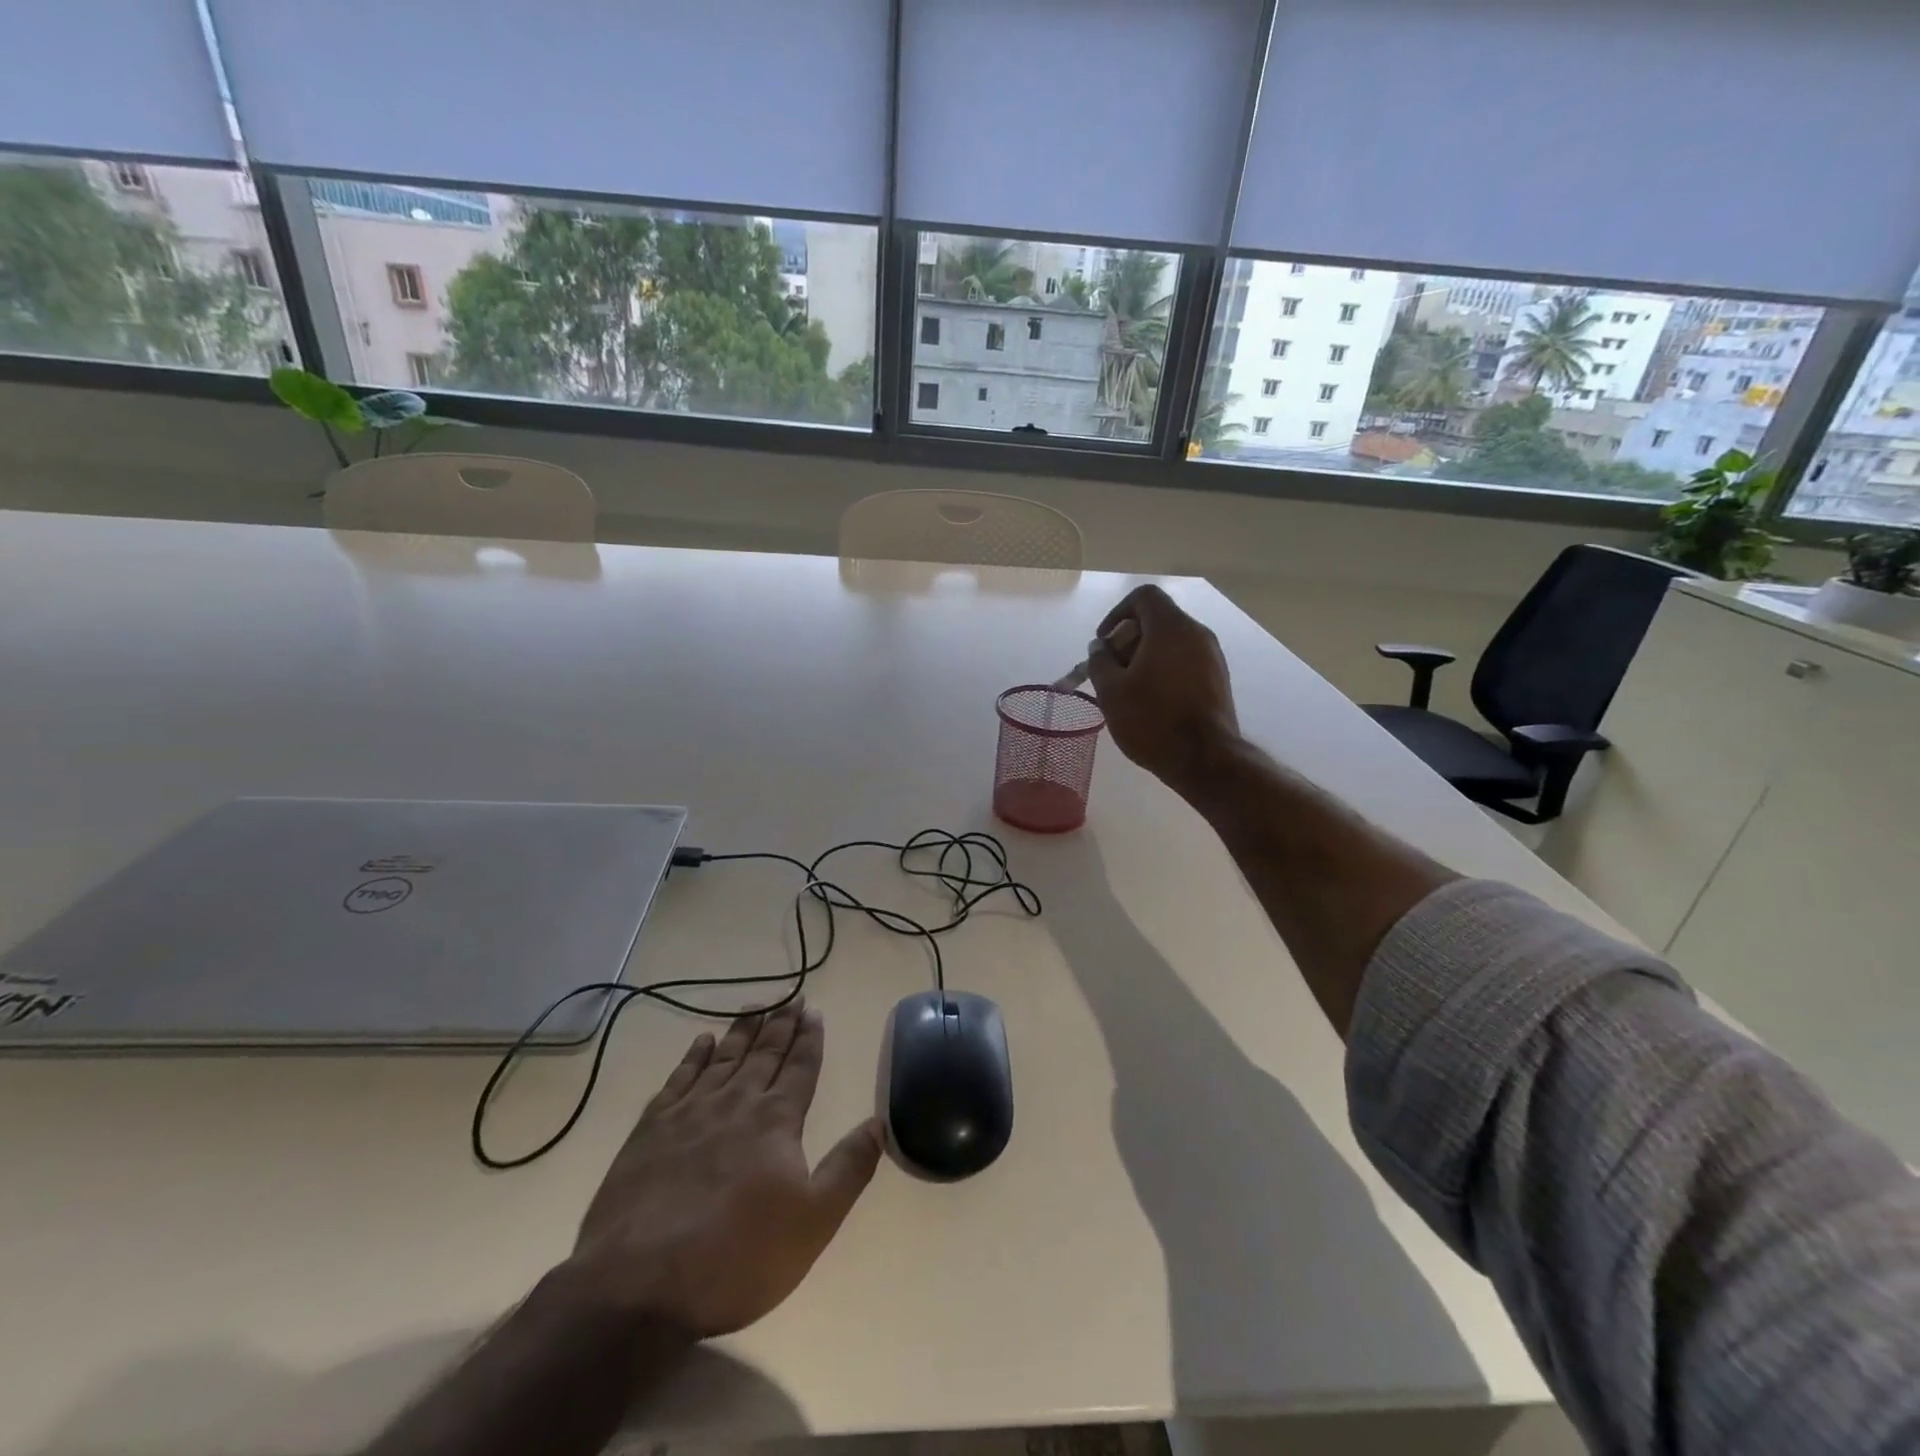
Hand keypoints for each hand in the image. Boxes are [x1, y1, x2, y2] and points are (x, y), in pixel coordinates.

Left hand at [568, 999, 882, 1338]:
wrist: (638, 1288)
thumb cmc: (737, 1258)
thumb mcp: (813, 1223)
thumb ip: (849, 1168)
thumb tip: (879, 1121)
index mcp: (776, 1121)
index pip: (800, 1067)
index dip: (809, 1039)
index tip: (814, 1012)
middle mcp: (736, 1103)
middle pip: (764, 1054)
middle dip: (781, 1024)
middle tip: (792, 997)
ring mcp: (690, 1113)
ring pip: (724, 1058)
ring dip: (742, 1030)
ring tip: (755, 1006)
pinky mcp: (650, 1130)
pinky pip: (678, 1078)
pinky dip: (693, 1056)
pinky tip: (702, 1041)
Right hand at [1086, 584, 1240, 795]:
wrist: (1205, 759)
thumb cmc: (1152, 720)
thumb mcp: (1111, 691)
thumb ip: (1100, 662)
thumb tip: (1101, 648)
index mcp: (1171, 628)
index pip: (1144, 597)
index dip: (1117, 613)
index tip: (1104, 643)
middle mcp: (1197, 634)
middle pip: (1157, 620)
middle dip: (1128, 640)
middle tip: (1111, 672)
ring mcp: (1212, 657)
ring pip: (1171, 643)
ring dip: (1145, 658)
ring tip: (1128, 690)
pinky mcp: (1218, 679)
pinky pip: (1185, 661)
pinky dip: (1164, 670)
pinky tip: (1151, 702)